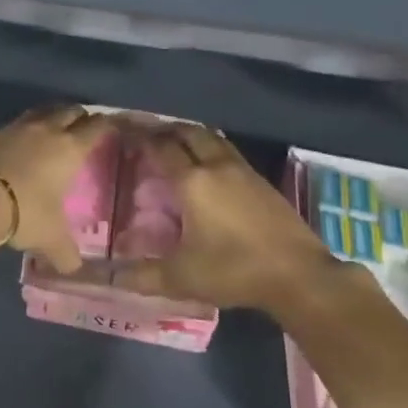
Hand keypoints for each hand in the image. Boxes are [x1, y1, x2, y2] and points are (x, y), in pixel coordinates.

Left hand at [0, 105, 117, 272]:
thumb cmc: (24, 211)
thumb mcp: (50, 238)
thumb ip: (65, 253)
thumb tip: (73, 269)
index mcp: (69, 149)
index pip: (95, 128)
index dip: (106, 124)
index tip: (112, 125)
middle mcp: (46, 131)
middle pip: (69, 111)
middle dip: (79, 116)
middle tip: (84, 124)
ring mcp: (17, 128)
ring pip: (41, 112)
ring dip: (51, 116)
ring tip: (54, 125)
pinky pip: (16, 124)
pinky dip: (23, 130)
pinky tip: (20, 142)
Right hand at [118, 123, 354, 313]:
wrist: (298, 275)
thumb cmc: (234, 271)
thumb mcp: (182, 278)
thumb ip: (142, 275)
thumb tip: (109, 276)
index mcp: (192, 182)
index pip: (160, 147)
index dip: (140, 137)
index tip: (124, 132)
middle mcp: (215, 166)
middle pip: (187, 133)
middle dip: (165, 129)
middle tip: (147, 134)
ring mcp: (242, 170)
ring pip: (212, 138)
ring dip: (190, 135)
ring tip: (175, 144)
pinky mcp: (261, 181)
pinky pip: (228, 151)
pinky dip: (211, 148)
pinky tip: (208, 166)